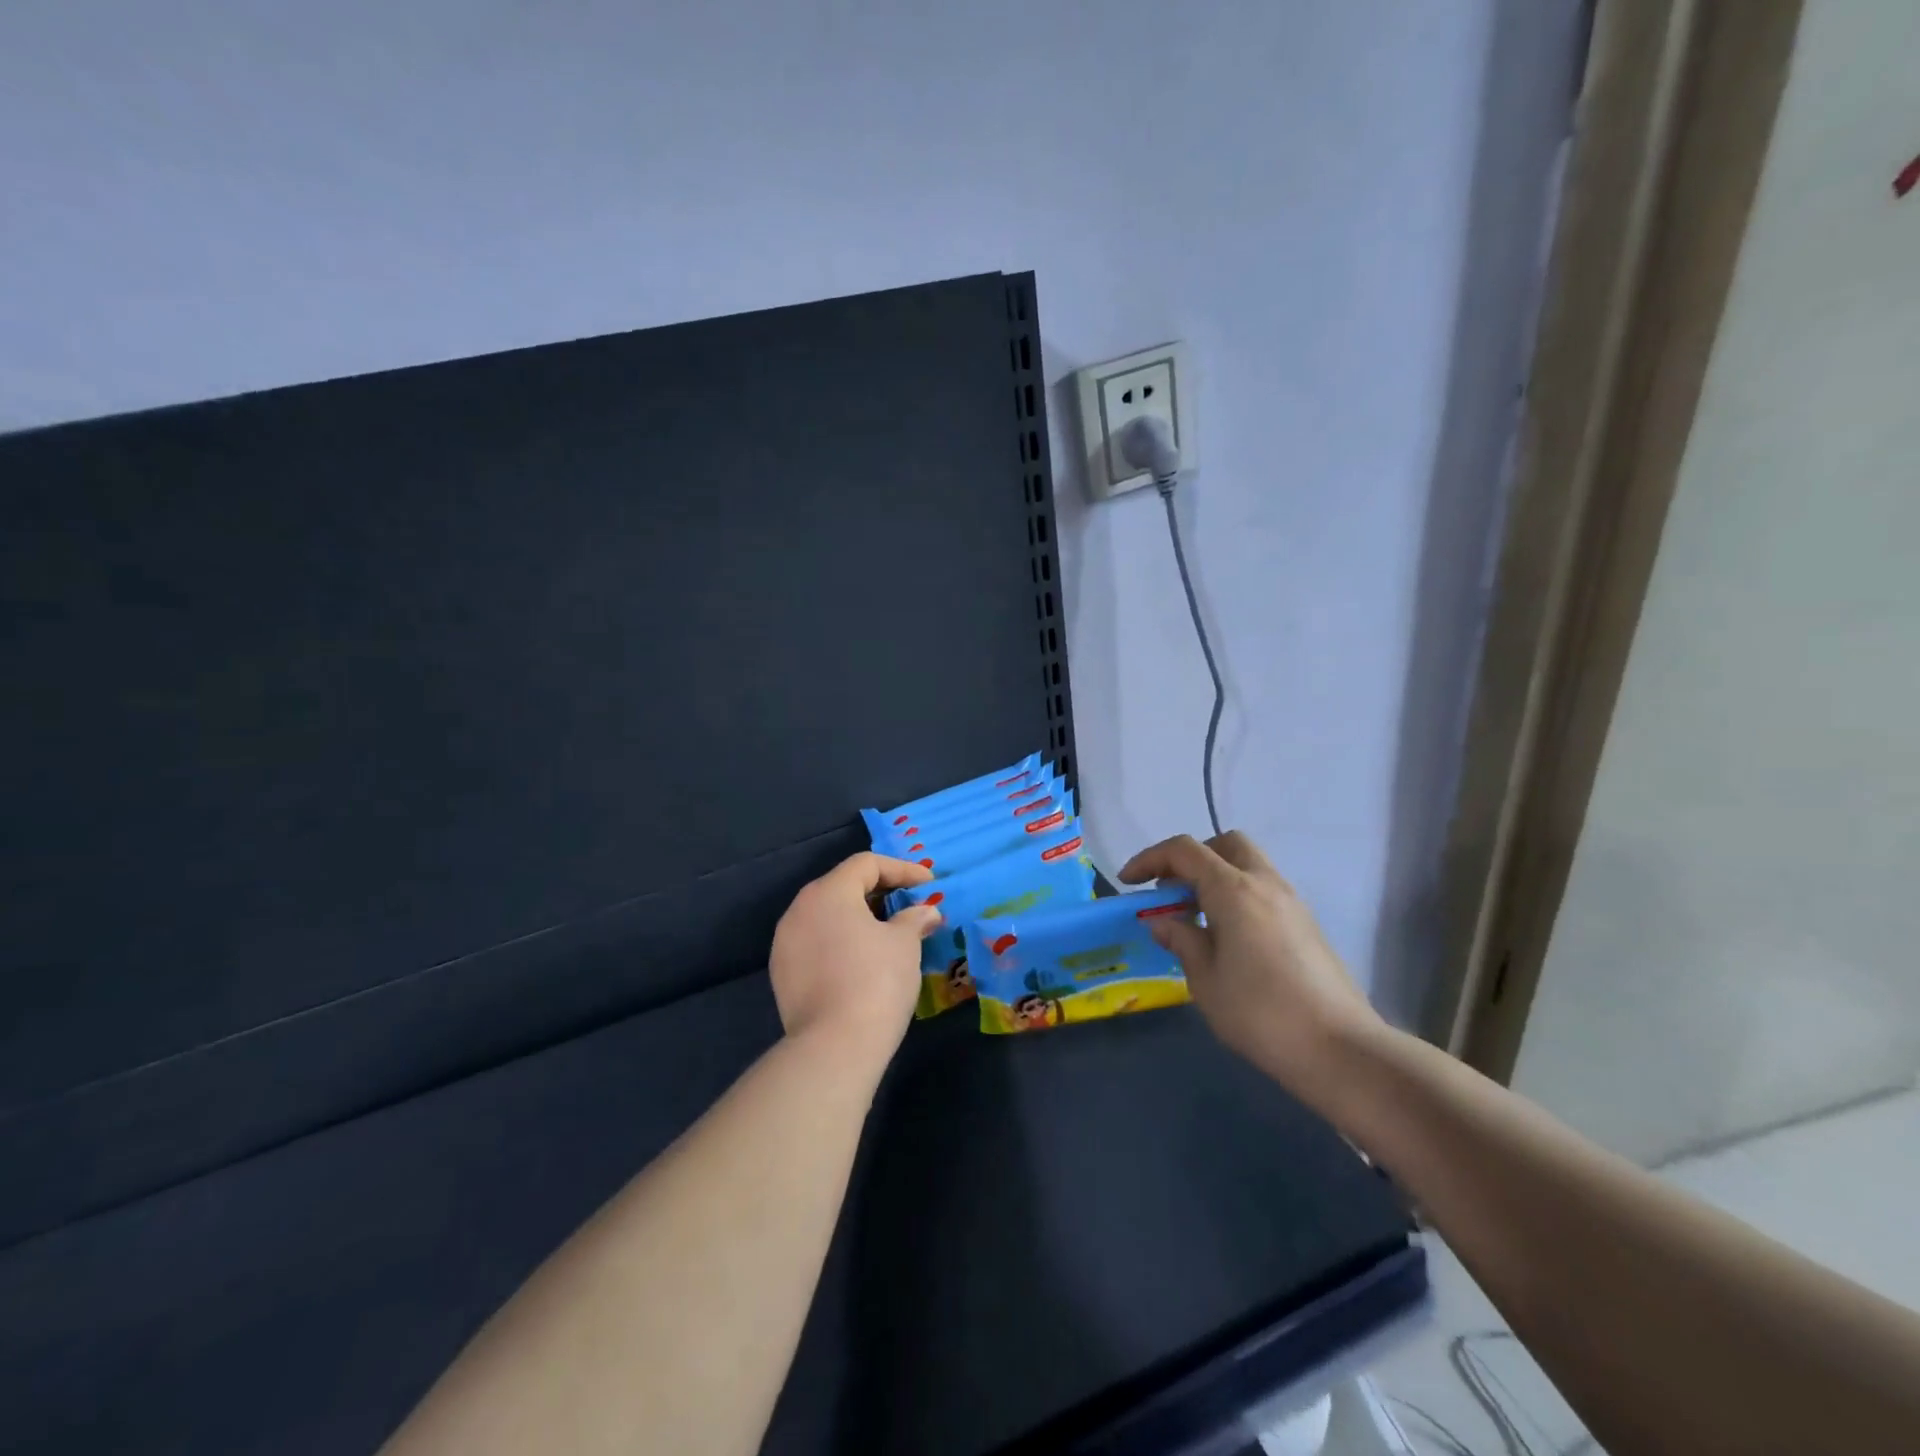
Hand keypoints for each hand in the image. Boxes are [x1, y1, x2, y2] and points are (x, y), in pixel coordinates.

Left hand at [769, 852, 943, 1066]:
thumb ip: (914, 919)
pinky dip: (841, 942)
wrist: (834, 1047)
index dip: (902, 869)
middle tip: (910, 905)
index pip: (866, 864)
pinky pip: (816, 943)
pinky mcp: (782, 973)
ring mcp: (785, 942)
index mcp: (828, 892)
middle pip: (842, 886)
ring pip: (827, 916)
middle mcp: (799, 909)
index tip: (929, 884)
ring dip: (859, 918)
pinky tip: (862, 961)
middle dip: (880, 892)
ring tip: (889, 933)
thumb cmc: (876, 981)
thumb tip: (925, 911)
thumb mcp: (904, 944)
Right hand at [1118, 831, 1384, 1101]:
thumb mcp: (1205, 980)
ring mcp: (1292, 902)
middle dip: (1191, 858)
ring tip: (1195, 918)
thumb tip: (1163, 922)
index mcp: (1234, 890)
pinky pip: (1263, 890)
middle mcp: (1265, 884)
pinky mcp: (1306, 924)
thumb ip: (1181, 941)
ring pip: (1248, 865)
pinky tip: (1227, 937)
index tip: (1129, 883)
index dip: (1150, 859)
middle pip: (1225, 844)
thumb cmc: (1261, 1014)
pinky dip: (1237, 896)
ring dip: (1216, 877)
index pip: (1184, 851)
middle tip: (1170, 892)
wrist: (1340, 1050)